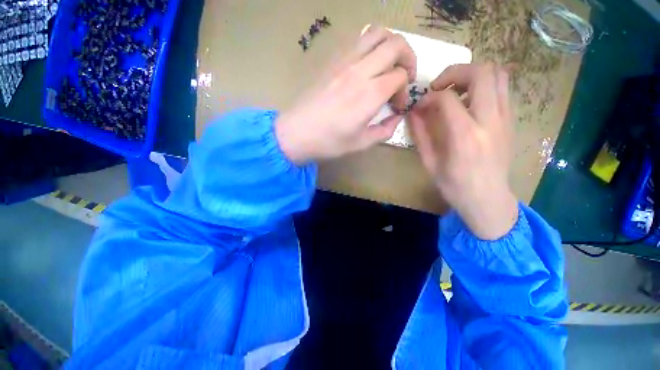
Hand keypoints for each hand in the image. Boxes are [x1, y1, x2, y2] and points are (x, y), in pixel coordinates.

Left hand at [275, 26, 415, 163]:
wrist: (297, 133)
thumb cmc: (329, 142)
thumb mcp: (361, 143)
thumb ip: (384, 131)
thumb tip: (396, 118)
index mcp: (370, 94)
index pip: (400, 76)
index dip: (404, 90)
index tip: (396, 105)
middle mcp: (360, 71)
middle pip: (396, 44)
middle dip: (408, 58)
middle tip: (404, 77)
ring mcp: (344, 61)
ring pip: (377, 33)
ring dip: (391, 45)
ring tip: (389, 65)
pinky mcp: (332, 61)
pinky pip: (358, 40)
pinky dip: (371, 45)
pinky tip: (368, 65)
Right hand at [408, 63, 517, 239]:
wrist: (487, 199)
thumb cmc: (454, 185)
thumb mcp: (429, 163)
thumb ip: (420, 134)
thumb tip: (413, 113)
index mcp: (465, 136)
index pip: (447, 97)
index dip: (429, 96)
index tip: (420, 105)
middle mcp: (490, 121)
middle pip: (482, 72)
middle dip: (455, 72)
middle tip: (439, 87)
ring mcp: (505, 118)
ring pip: (498, 74)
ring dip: (472, 75)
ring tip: (455, 91)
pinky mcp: (511, 120)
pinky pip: (502, 88)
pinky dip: (484, 86)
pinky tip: (468, 103)